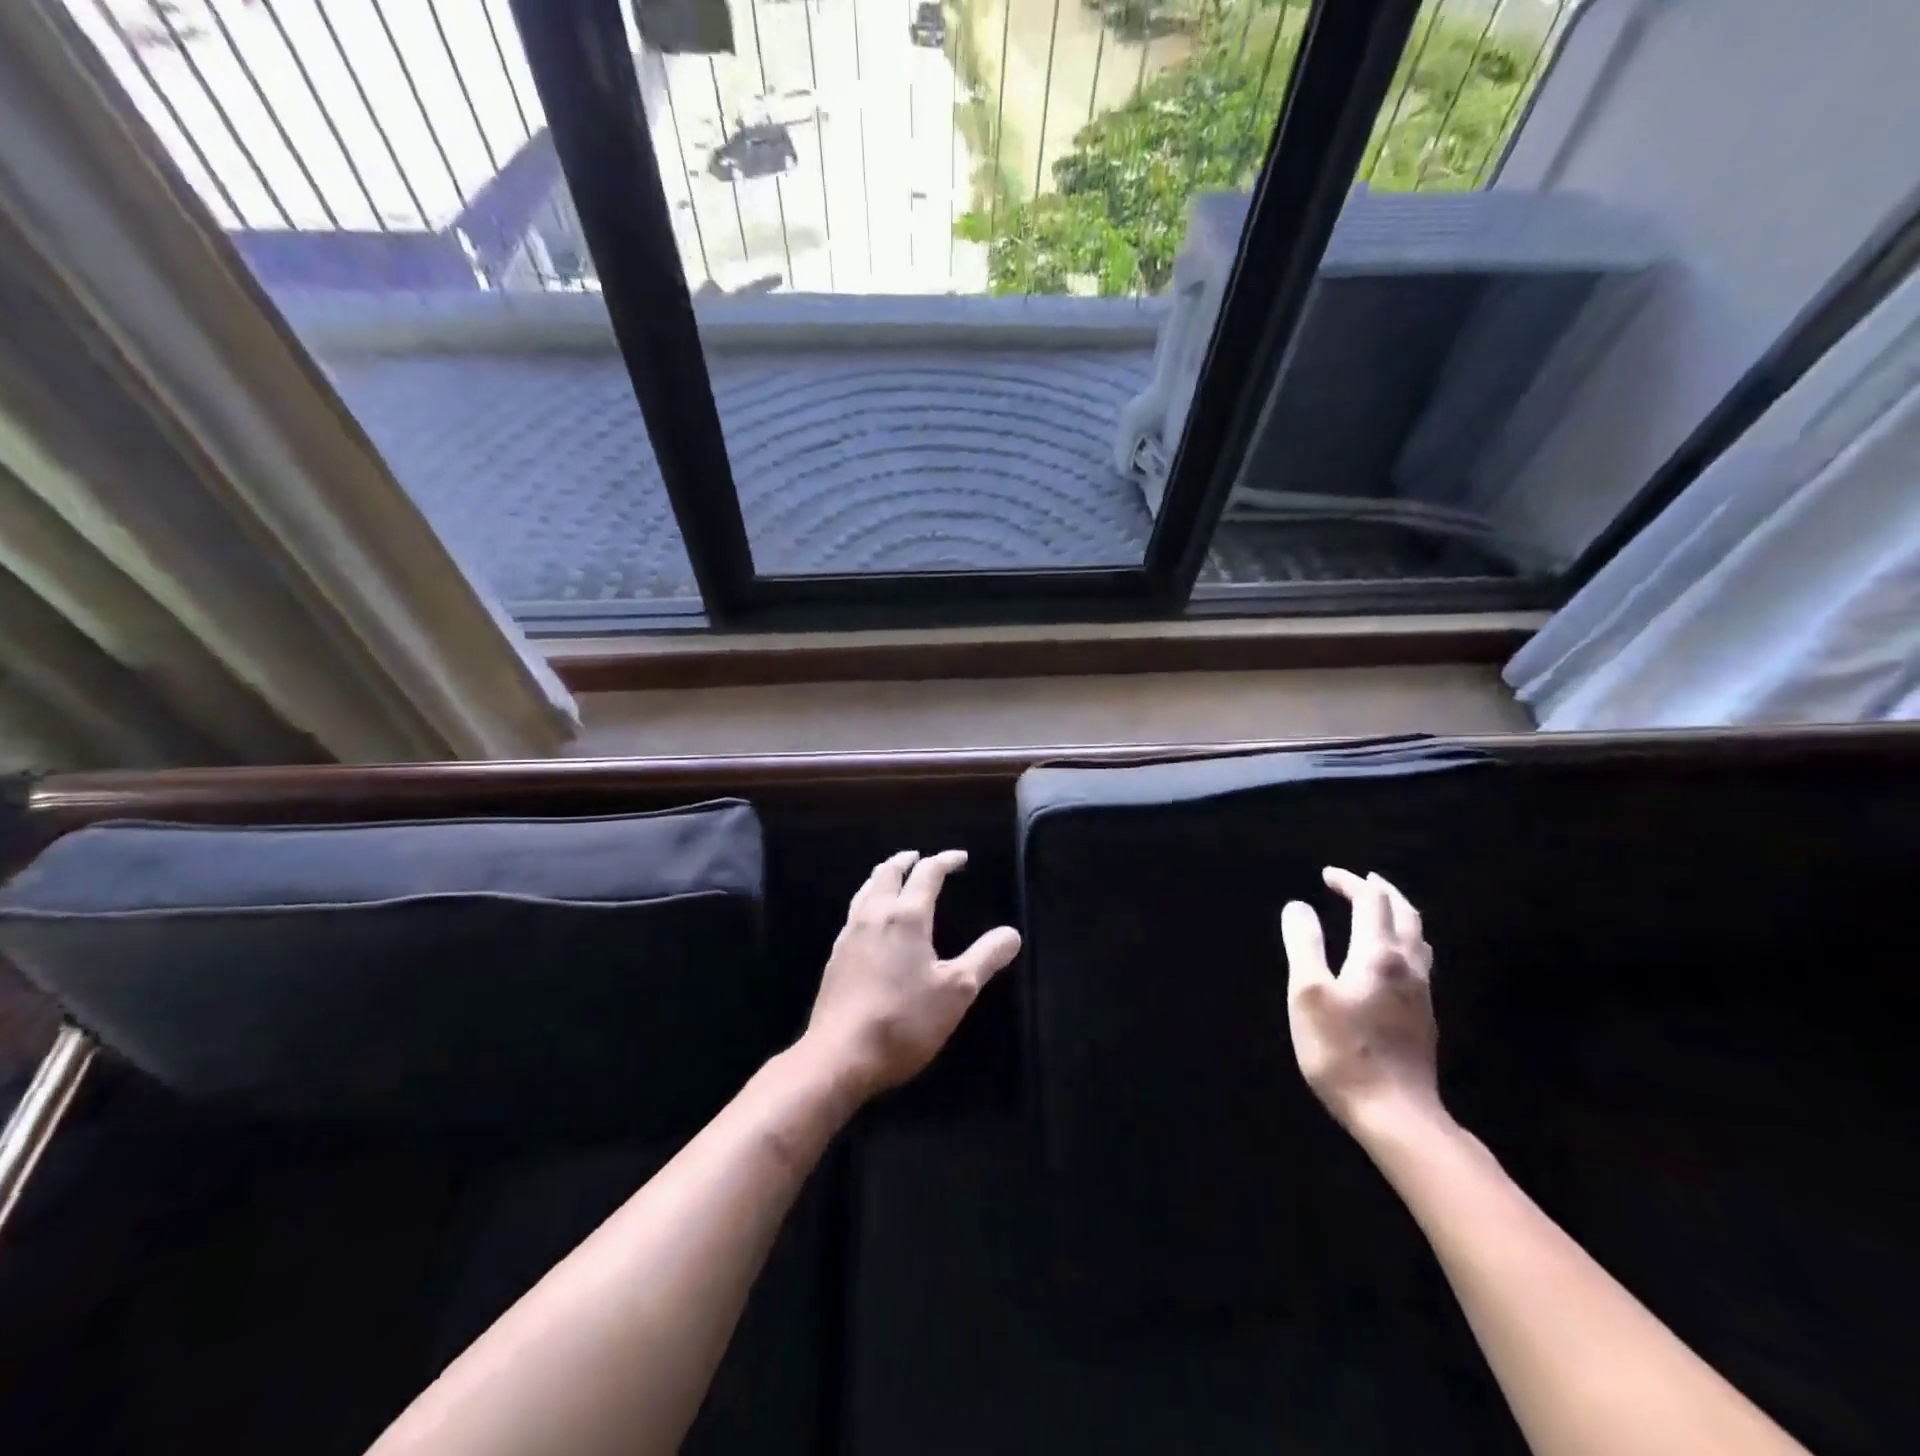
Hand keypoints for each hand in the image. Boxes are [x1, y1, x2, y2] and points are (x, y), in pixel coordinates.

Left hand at [801, 850, 1021, 1101]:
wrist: (840, 1056)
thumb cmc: (904, 1021)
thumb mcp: (957, 992)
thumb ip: (985, 958)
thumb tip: (1012, 933)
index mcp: (907, 917)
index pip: (927, 874)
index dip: (945, 861)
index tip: (960, 858)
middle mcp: (875, 916)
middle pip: (888, 873)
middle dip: (907, 860)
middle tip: (921, 857)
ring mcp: (850, 935)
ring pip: (866, 889)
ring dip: (883, 876)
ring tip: (894, 877)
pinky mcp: (836, 957)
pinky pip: (854, 912)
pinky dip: (869, 900)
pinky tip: (871, 920)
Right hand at [1280, 867, 1440, 1136]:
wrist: (1396, 1115)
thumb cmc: (1343, 1051)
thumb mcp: (1308, 994)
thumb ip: (1304, 944)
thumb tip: (1298, 906)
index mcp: (1378, 955)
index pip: (1370, 902)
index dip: (1350, 883)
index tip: (1327, 875)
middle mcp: (1407, 967)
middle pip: (1405, 914)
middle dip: (1383, 891)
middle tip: (1362, 880)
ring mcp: (1421, 994)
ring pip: (1418, 939)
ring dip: (1399, 914)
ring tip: (1380, 910)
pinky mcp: (1424, 1018)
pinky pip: (1419, 962)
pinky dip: (1404, 941)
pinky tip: (1391, 958)